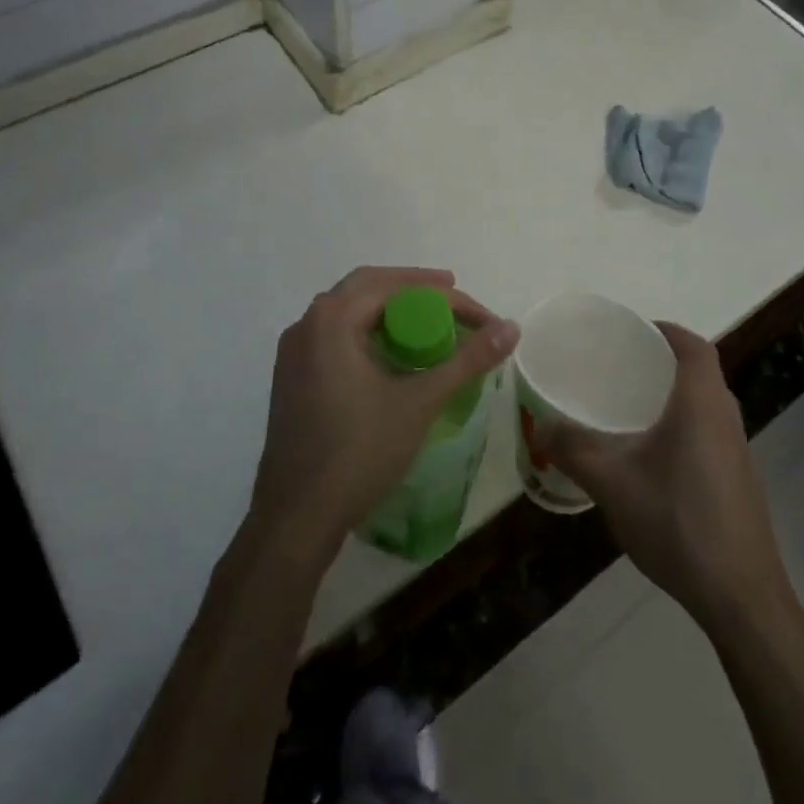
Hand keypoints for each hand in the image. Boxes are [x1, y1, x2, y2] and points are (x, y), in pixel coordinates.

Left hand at [249, 266, 516, 564]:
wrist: (296, 517)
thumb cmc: (359, 453)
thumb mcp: (420, 403)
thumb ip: (467, 361)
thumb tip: (512, 327)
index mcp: (332, 320)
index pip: (395, 286)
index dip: (445, 297)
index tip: (482, 317)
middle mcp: (306, 324)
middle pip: (366, 286)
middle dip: (413, 288)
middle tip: (452, 297)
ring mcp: (293, 352)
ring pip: (347, 310)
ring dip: (388, 307)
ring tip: (427, 319)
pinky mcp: (291, 377)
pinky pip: (334, 334)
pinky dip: (367, 330)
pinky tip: (390, 352)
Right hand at [537, 321, 791, 631]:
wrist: (740, 596)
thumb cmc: (677, 522)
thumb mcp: (612, 484)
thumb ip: (573, 450)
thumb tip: (540, 425)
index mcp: (702, 404)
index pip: (694, 346)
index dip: (666, 331)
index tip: (634, 331)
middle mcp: (726, 419)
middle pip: (701, 372)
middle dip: (663, 362)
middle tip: (621, 367)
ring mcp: (738, 452)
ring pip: (706, 405)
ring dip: (674, 396)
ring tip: (630, 407)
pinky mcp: (739, 481)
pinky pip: (709, 433)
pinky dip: (683, 426)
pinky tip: (652, 457)